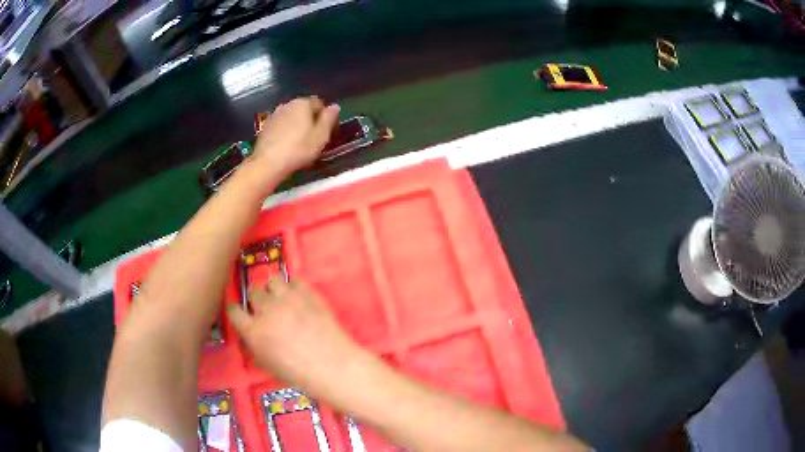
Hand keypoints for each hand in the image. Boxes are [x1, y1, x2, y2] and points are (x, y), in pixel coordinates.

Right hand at [227, 276, 363, 392]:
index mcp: (254, 331)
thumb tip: (251, 335)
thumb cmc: (299, 374)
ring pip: (272, 280)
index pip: (234, 311)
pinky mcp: (307, 293)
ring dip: (274, 289)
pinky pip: (294, 281)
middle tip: (266, 309)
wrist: (333, 366)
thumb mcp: (268, 365)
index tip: (241, 313)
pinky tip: (299, 297)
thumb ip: (255, 346)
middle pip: (254, 292)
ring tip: (281, 299)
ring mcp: (288, 299)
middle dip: (257, 300)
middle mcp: (266, 310)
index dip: (236, 311)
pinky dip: (294, 287)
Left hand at [252, 96, 339, 175]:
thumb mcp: (321, 136)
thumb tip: (335, 106)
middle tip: (313, 137)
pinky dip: (285, 131)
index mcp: (303, 103)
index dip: (324, 116)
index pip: (319, 104)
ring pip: (291, 116)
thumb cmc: (299, 149)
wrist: (268, 163)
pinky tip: (286, 145)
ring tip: (299, 142)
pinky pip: (281, 125)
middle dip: (309, 119)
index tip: (325, 131)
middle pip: (303, 109)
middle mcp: (287, 104)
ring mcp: (274, 114)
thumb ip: (329, 119)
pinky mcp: (265, 126)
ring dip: (296, 125)